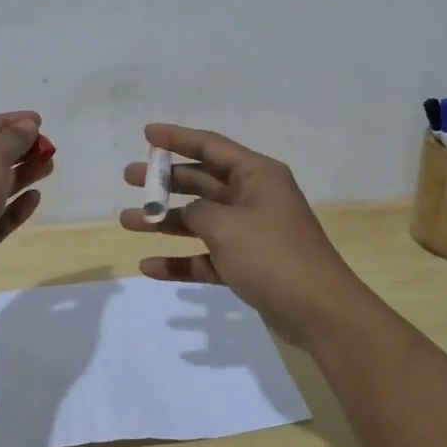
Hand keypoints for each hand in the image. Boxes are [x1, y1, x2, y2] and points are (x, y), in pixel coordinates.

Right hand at [121, 123, 369, 347]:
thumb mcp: (227, 226)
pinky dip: (182, 260)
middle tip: (129, 178)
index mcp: (257, 175)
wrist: (319, 313)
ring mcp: (251, 233)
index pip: (210, 147)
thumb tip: (187, 213)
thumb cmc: (273, 256)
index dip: (177, 138)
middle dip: (165, 181)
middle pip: (202, 182)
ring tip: (127, 222)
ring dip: (166, 221)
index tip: (146, 133)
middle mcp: (254, 198)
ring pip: (201, 220)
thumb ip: (197, 212)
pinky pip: (208, 256)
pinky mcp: (248, 265)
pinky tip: (150, 267)